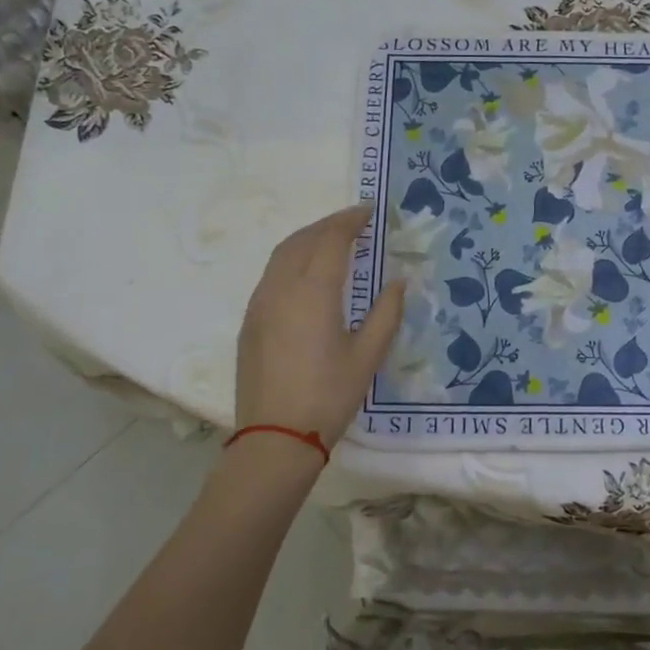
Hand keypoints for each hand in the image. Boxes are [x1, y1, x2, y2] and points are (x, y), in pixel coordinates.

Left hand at [235, 206, 405, 451]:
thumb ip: (386, 313)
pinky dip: (291, 259)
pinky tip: (307, 273)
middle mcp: (281, 287)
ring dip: (307, 239)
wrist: (274, 437)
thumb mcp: (368, 356)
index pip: (331, 240)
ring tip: (332, 240)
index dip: (351, 221)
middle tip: (354, 222)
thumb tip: (399, 281)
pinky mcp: (250, 320)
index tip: (369, 212)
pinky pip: (271, 274)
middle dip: (328, 224)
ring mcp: (260, 303)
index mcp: (313, 291)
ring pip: (281, 254)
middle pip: (303, 240)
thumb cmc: (328, 395)